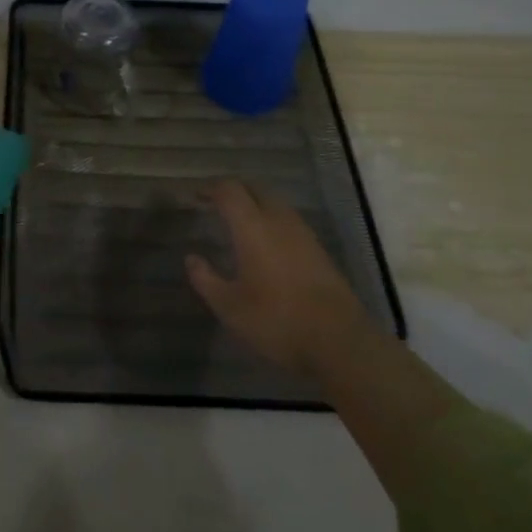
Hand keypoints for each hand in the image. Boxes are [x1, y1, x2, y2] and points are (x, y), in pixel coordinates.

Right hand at [186, 181, 371, 383]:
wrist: (340, 342)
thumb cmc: (277, 322)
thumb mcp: (230, 307)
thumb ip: (206, 279)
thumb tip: (191, 258)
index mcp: (253, 228)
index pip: (230, 191)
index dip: (210, 189)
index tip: (195, 198)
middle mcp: (280, 222)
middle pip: (256, 189)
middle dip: (234, 191)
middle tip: (215, 205)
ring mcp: (304, 234)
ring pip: (276, 203)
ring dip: (255, 204)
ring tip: (238, 222)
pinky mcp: (319, 250)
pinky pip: (290, 221)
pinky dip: (272, 220)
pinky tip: (265, 244)